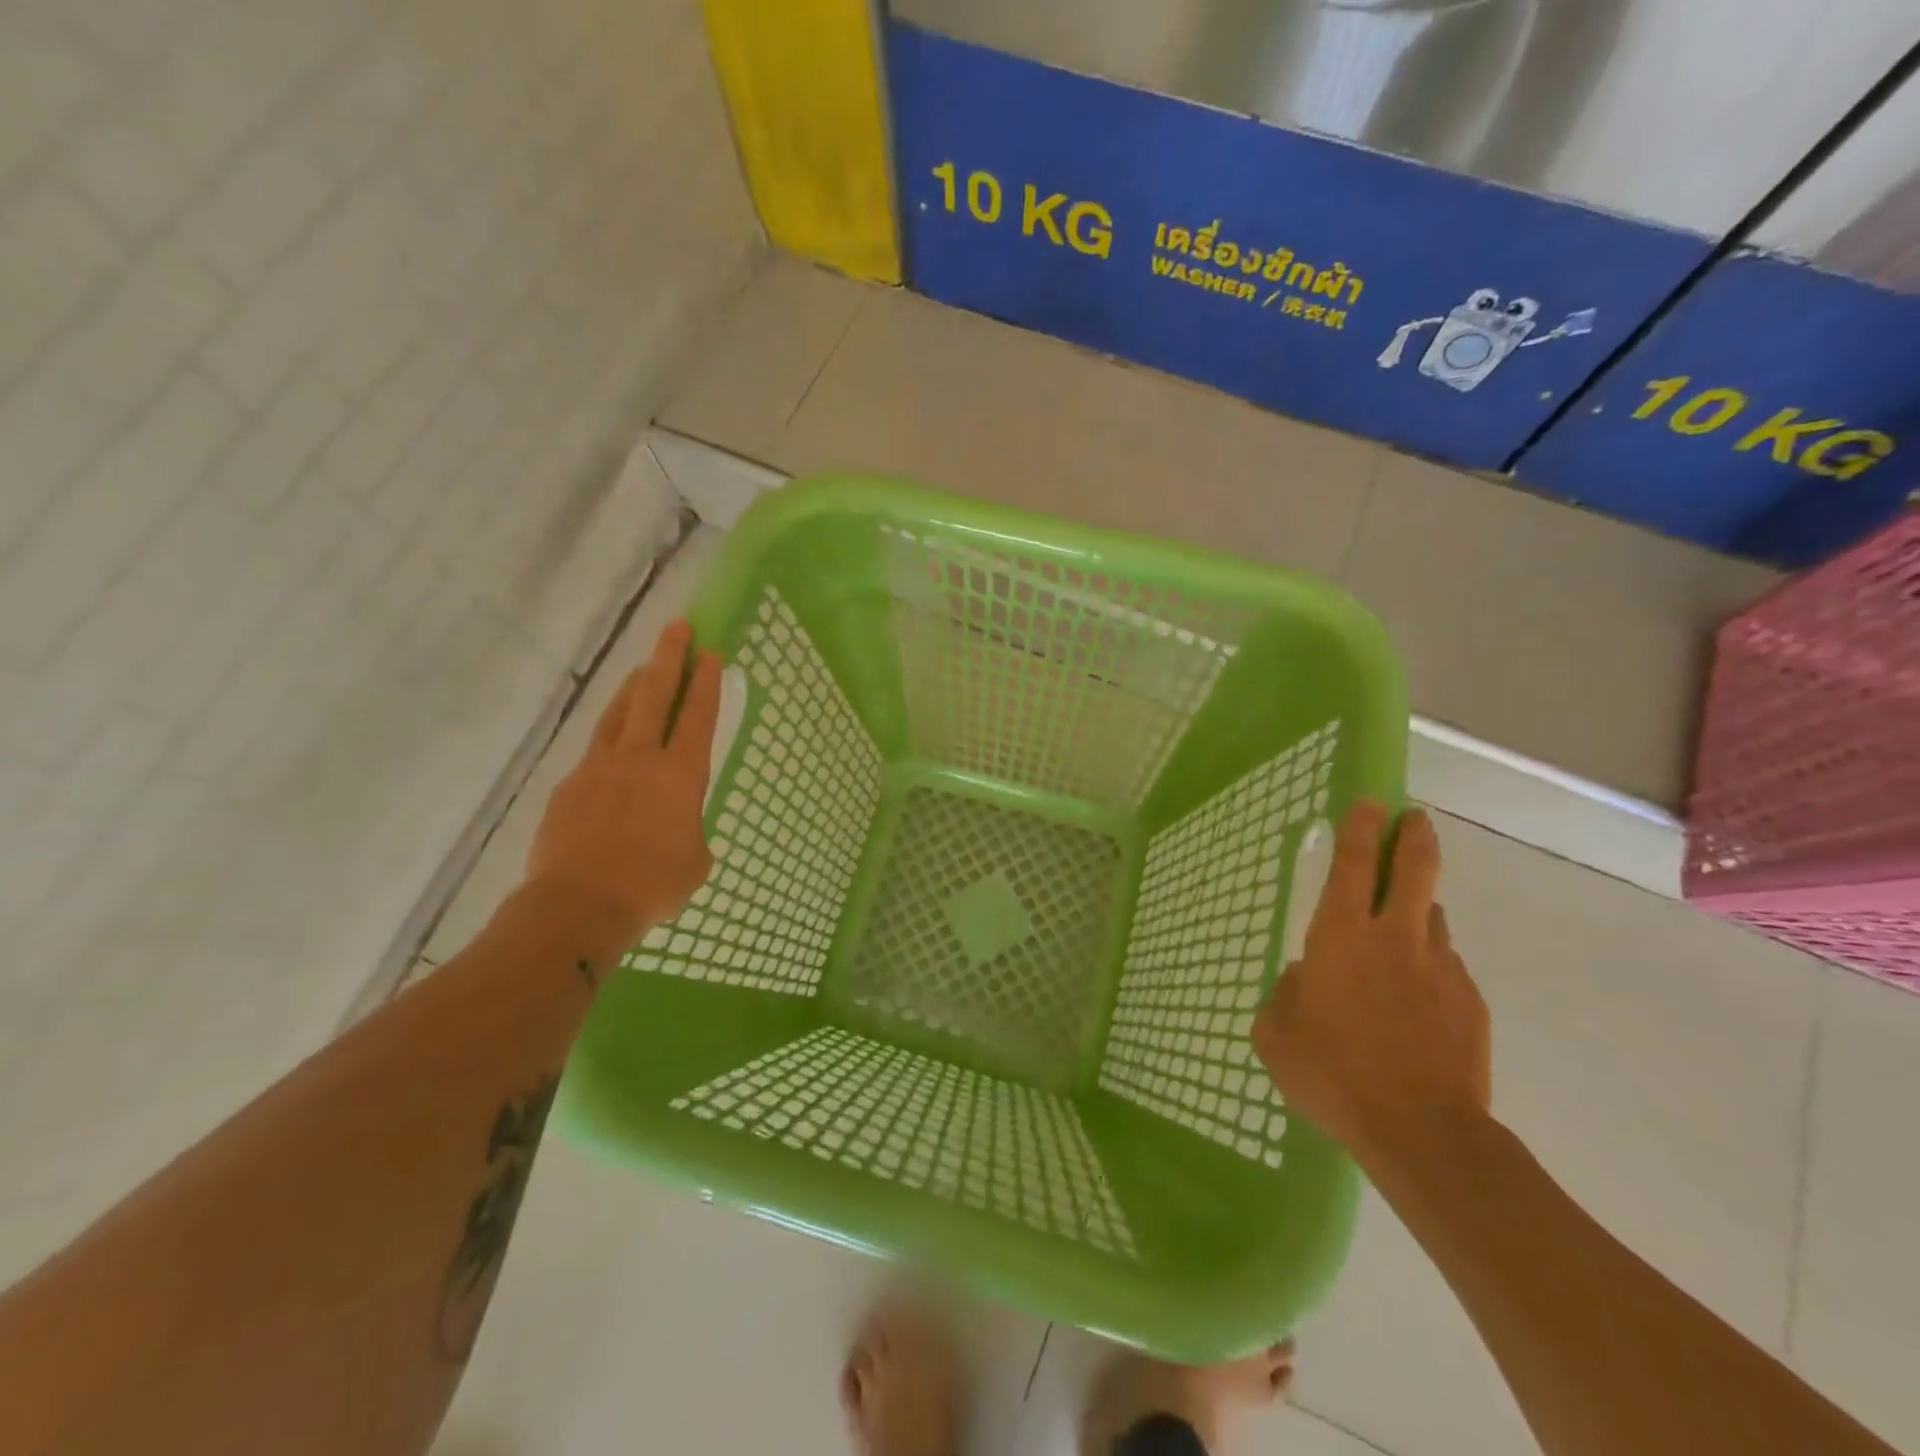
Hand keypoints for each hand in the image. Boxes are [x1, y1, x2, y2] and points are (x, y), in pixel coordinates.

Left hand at [523, 620, 720, 953]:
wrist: (578, 906)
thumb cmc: (652, 886)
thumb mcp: (695, 861)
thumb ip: (691, 831)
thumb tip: (678, 827)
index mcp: (680, 775)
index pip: (697, 716)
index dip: (706, 683)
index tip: (710, 653)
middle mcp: (640, 759)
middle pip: (655, 695)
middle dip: (669, 658)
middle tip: (677, 627)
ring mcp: (599, 768)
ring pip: (618, 713)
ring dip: (634, 686)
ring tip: (643, 668)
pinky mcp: (569, 785)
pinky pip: (593, 750)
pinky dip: (608, 738)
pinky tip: (611, 747)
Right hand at [1252, 804, 1490, 1167]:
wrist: (1421, 1131)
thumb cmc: (1332, 1074)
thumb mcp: (1277, 1032)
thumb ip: (1288, 992)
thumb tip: (1308, 977)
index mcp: (1340, 936)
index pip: (1355, 864)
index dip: (1361, 828)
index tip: (1370, 803)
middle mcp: (1394, 938)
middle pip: (1414, 869)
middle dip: (1414, 836)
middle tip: (1413, 818)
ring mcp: (1440, 967)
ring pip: (1432, 917)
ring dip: (1419, 908)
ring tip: (1404, 926)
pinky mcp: (1469, 1001)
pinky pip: (1446, 966)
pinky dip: (1430, 967)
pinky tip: (1417, 1001)